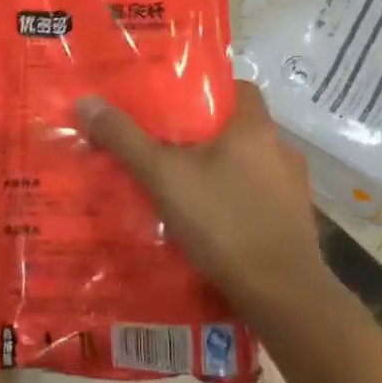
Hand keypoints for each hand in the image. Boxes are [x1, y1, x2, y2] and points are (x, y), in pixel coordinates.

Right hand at [75, 81, 330, 331]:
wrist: (281, 294)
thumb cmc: (223, 221)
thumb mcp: (163, 177)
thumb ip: (125, 139)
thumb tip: (87, 101)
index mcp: (255, 128)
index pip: (237, 88)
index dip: (206, 90)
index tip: (173, 103)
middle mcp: (281, 150)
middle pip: (238, 128)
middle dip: (203, 135)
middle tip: (164, 144)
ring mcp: (293, 188)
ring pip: (248, 165)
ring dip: (220, 169)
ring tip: (182, 183)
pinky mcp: (294, 222)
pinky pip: (257, 197)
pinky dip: (234, 200)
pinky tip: (209, 219)